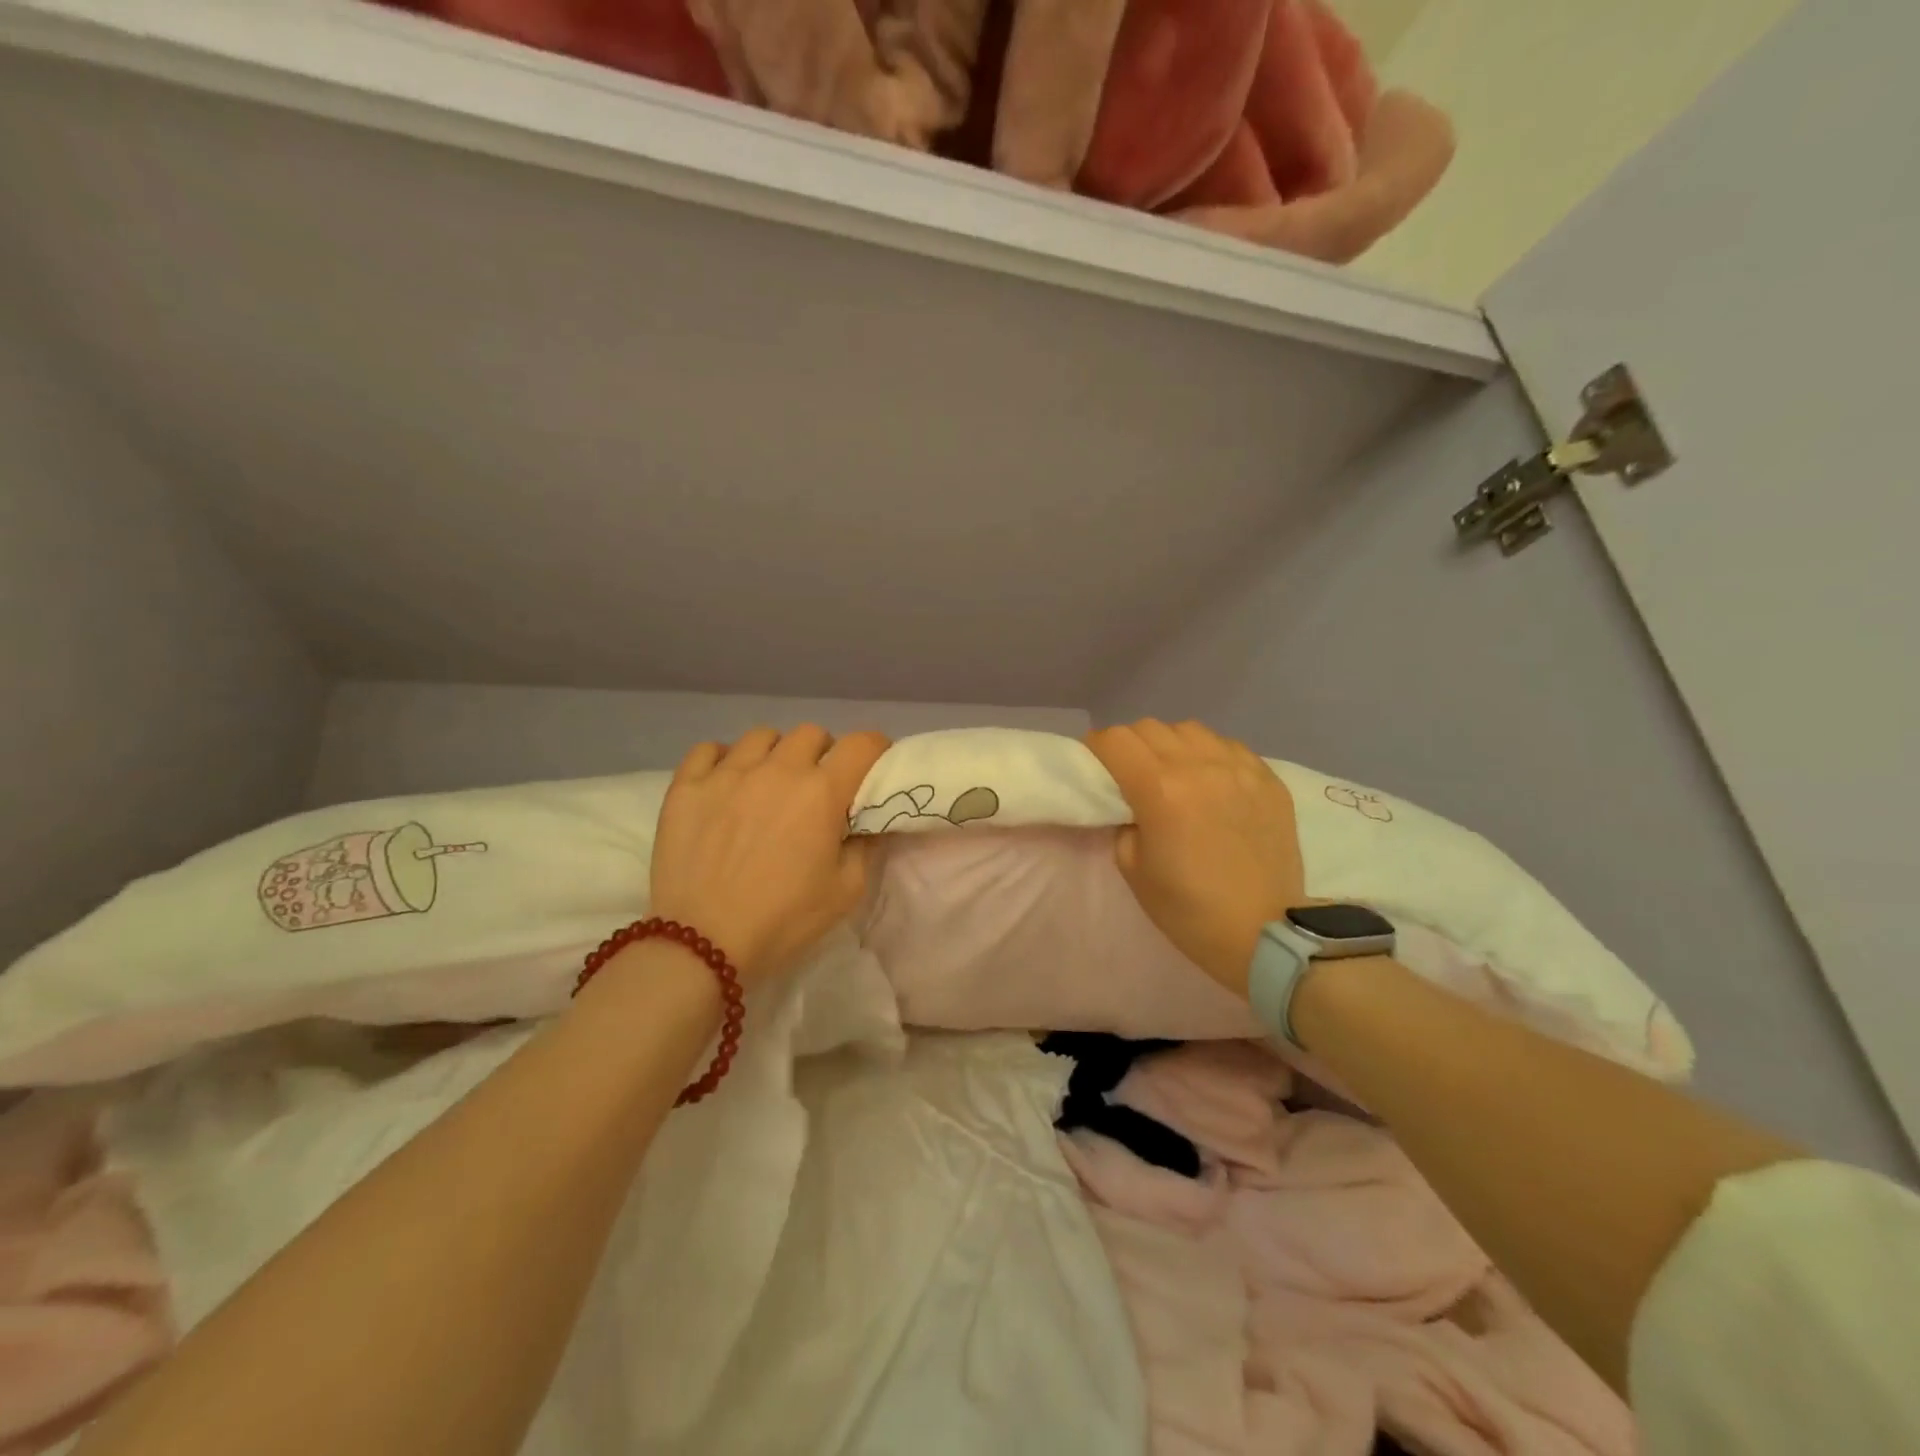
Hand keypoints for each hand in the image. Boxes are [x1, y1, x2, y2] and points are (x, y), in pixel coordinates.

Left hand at [650, 726, 890, 984]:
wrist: (702, 945)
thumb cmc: (783, 920)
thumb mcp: (846, 892)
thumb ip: (865, 847)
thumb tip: (867, 823)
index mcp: (822, 792)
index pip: (861, 744)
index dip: (875, 749)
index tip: (872, 768)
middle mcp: (778, 769)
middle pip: (812, 734)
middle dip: (824, 753)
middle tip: (818, 786)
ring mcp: (727, 773)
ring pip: (762, 736)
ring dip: (776, 753)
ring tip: (769, 783)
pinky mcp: (687, 786)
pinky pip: (708, 749)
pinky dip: (724, 759)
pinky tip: (726, 783)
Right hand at [1085, 720, 1305, 996]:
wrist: (1264, 935)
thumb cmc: (1189, 910)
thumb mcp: (1133, 869)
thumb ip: (1123, 821)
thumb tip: (1130, 801)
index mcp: (1160, 789)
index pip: (1115, 739)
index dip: (1097, 748)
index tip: (1096, 766)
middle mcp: (1199, 766)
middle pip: (1149, 727)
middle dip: (1130, 745)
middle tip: (1130, 773)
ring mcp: (1239, 768)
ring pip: (1190, 729)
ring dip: (1171, 745)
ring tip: (1174, 773)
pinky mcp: (1268, 778)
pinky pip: (1228, 746)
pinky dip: (1210, 755)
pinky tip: (1212, 782)